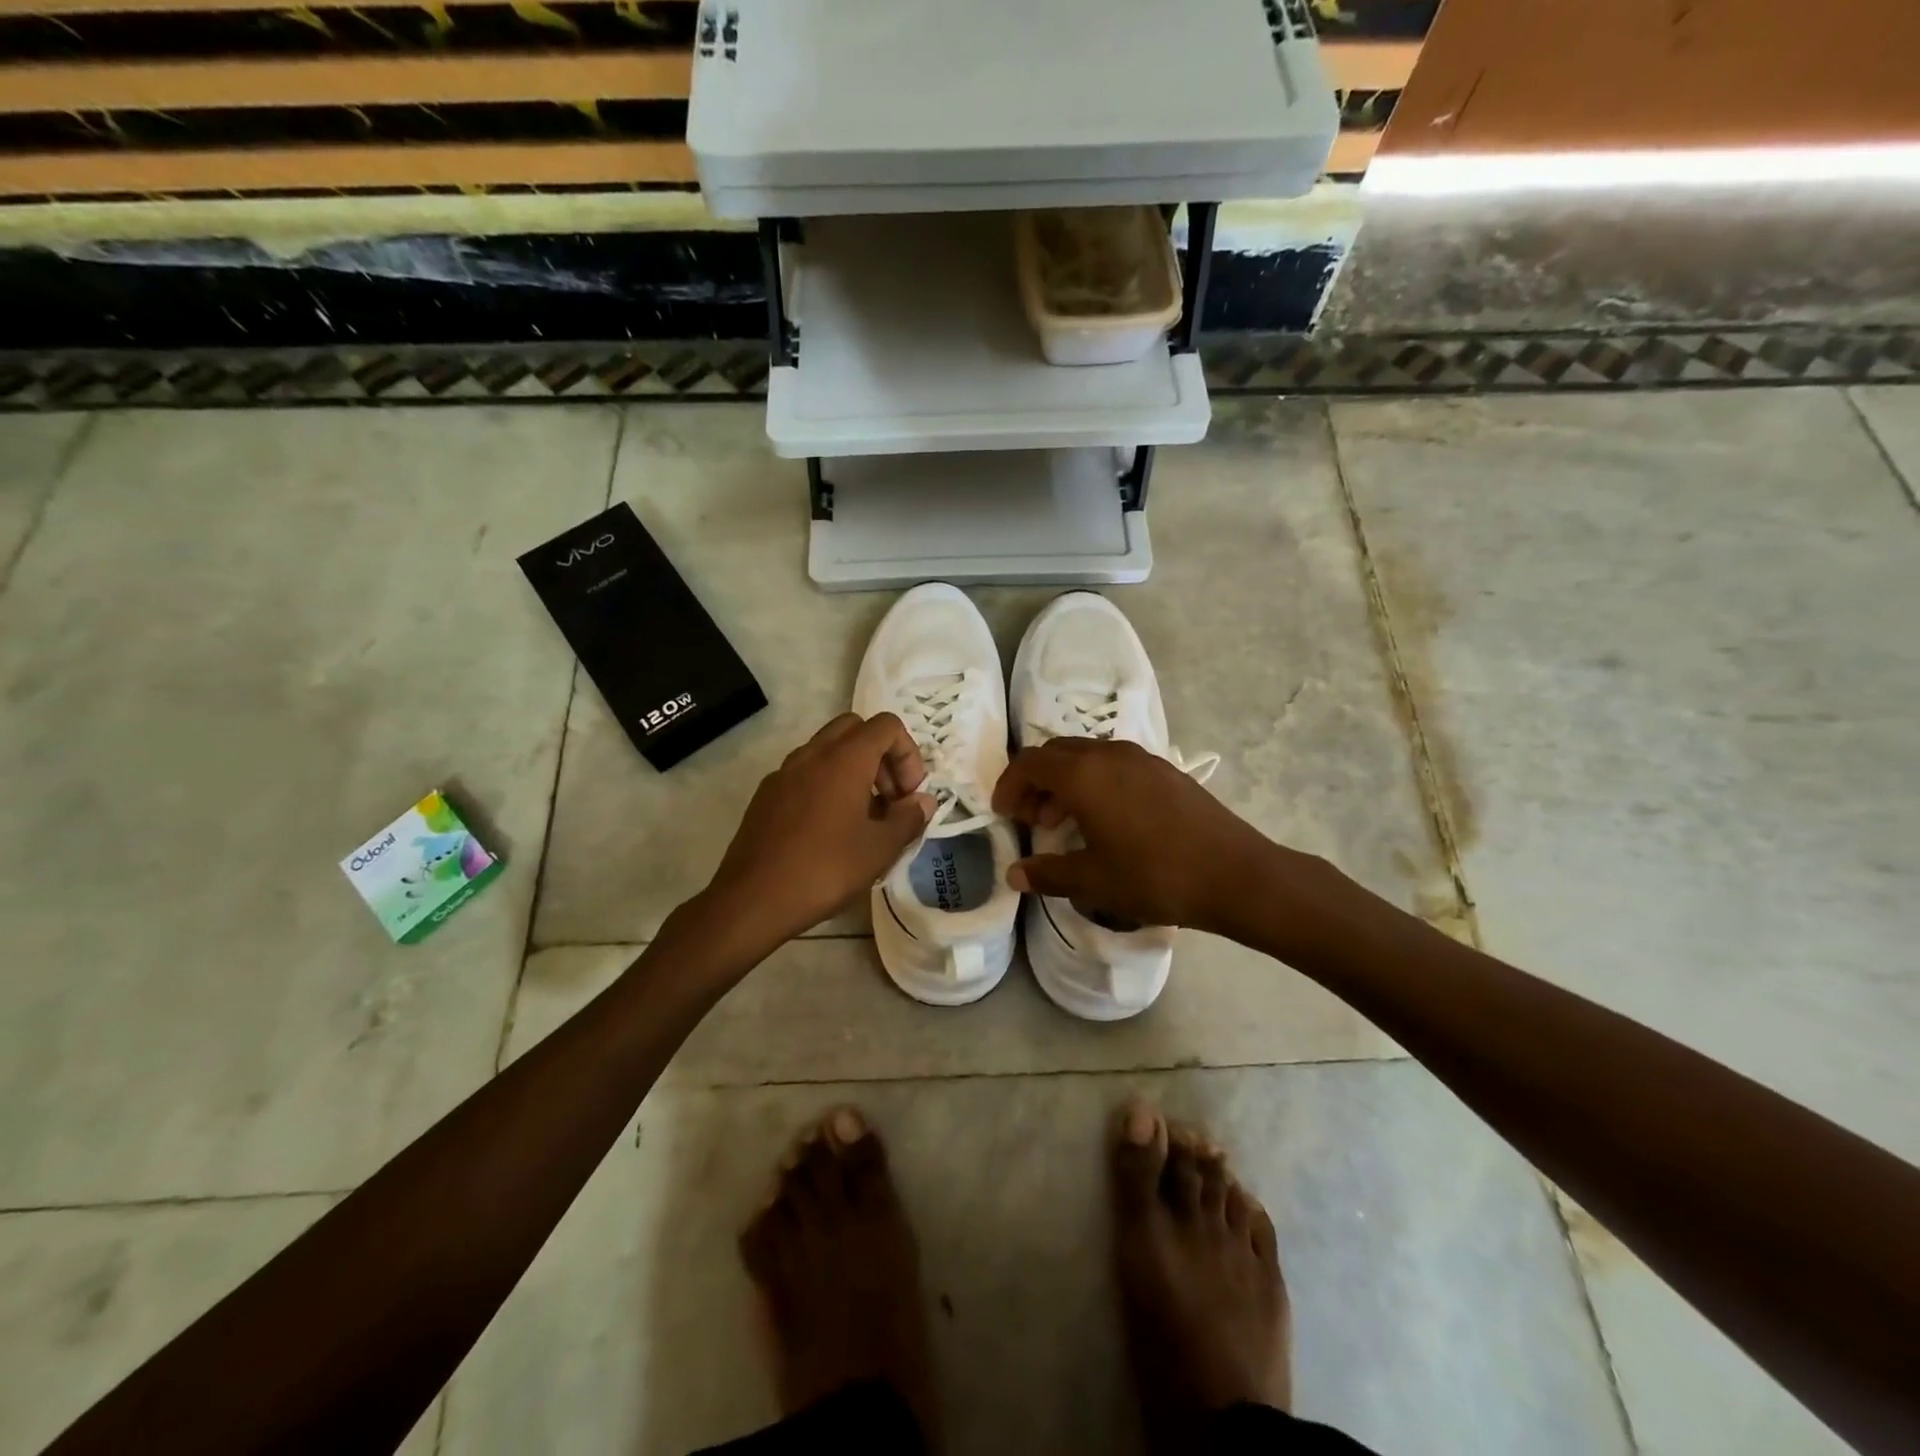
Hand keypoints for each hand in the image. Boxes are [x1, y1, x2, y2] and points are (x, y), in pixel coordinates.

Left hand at [705, 713, 934, 950]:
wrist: (752, 900)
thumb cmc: (825, 870)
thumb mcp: (880, 849)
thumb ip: (908, 818)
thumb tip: (923, 801)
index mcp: (844, 759)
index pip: (887, 726)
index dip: (908, 754)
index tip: (908, 795)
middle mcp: (812, 754)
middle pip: (856, 729)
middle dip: (881, 756)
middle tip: (889, 799)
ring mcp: (784, 772)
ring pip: (828, 749)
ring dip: (854, 770)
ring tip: (863, 818)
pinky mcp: (766, 795)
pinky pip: (805, 773)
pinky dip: (827, 784)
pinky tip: (830, 830)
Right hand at [992, 739, 1293, 936]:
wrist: (1235, 874)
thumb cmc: (1155, 876)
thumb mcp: (1093, 882)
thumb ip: (1047, 874)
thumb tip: (1014, 875)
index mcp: (1084, 775)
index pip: (1030, 763)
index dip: (1009, 785)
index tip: (1003, 814)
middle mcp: (1109, 755)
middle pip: (1056, 753)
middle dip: (1035, 781)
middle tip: (1030, 819)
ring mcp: (1141, 758)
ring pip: (1086, 756)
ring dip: (1065, 782)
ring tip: (1063, 822)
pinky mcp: (1164, 770)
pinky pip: (1114, 764)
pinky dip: (1094, 782)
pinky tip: (1105, 820)